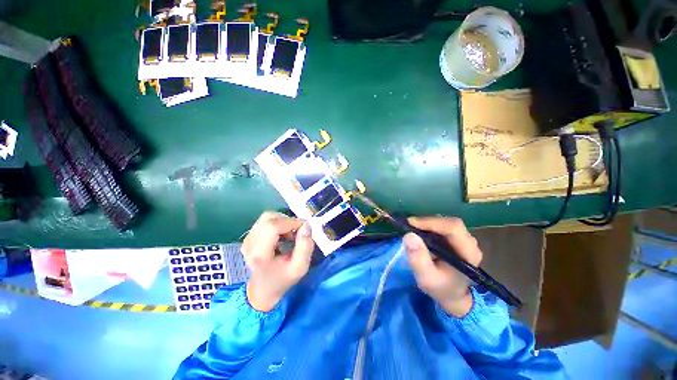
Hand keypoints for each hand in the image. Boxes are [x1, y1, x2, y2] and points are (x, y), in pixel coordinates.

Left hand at [242, 212, 314, 311]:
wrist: (264, 289)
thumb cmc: (283, 279)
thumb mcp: (300, 267)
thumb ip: (306, 246)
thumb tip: (306, 225)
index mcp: (260, 254)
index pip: (273, 226)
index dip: (291, 222)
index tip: (304, 228)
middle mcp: (249, 243)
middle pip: (269, 218)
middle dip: (288, 221)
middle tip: (297, 233)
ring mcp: (247, 239)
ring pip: (267, 217)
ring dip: (283, 222)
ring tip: (289, 235)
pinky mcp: (249, 236)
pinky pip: (265, 221)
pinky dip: (277, 223)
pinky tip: (281, 236)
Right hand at [403, 217, 482, 317]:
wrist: (452, 294)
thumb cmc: (440, 288)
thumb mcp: (426, 278)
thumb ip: (418, 259)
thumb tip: (409, 235)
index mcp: (468, 253)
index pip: (453, 228)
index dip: (431, 222)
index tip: (411, 223)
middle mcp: (470, 243)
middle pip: (450, 223)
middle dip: (427, 222)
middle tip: (409, 225)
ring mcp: (465, 240)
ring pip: (446, 223)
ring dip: (428, 223)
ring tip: (412, 228)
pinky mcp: (457, 238)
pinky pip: (443, 226)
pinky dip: (429, 226)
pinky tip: (419, 232)